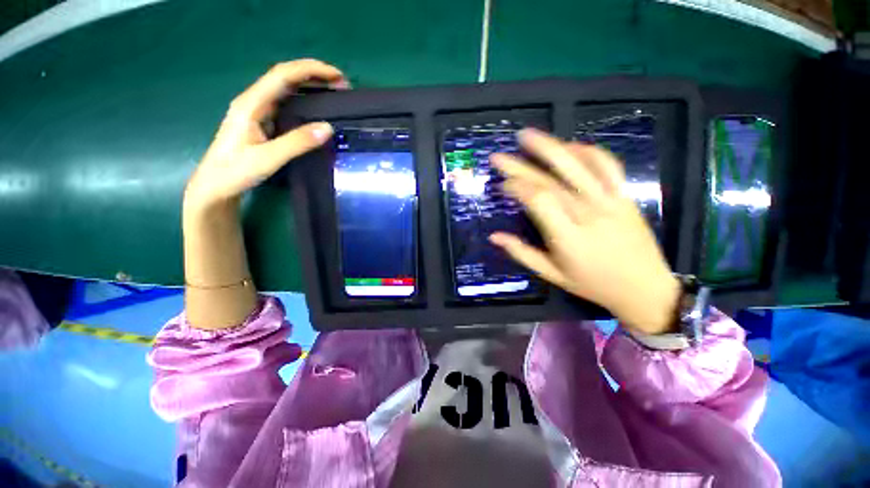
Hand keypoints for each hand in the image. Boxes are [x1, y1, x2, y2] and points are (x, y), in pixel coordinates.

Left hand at [183, 59, 347, 214]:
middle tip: (342, 86)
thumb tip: (328, 128)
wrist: (216, 186)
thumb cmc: (235, 172)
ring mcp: (259, 112)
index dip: (311, 70)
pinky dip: (306, 102)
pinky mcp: (264, 123)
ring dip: (312, 87)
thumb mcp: (268, 158)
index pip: (283, 75)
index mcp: (251, 104)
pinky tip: (318, 109)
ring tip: (335, 94)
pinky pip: (288, 105)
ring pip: (288, 90)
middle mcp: (255, 102)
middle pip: (287, 78)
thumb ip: (297, 142)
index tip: (337, 76)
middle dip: (315, 76)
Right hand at [489, 129, 680, 334]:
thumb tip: (494, 236)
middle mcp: (588, 213)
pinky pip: (607, 165)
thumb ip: (521, 253)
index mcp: (568, 237)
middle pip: (551, 180)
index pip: (538, 200)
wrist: (645, 288)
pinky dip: (587, 151)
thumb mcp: (552, 275)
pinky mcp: (625, 195)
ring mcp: (610, 200)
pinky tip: (569, 146)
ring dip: (551, 147)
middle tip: (499, 155)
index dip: (516, 187)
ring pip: (578, 165)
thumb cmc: (593, 284)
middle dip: (521, 165)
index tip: (502, 185)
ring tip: (528, 136)